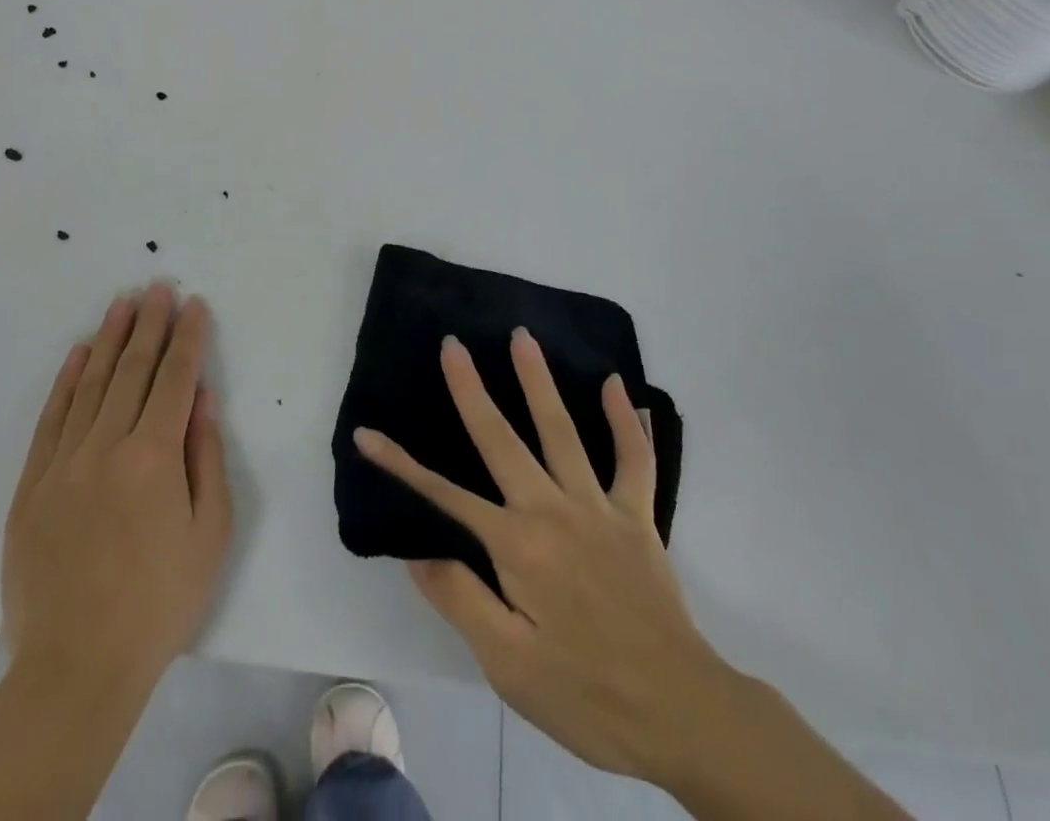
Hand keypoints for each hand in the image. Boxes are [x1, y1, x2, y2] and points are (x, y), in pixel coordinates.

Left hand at [1, 283, 232, 694]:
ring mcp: (64, 463)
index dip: (188, 337)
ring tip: (124, 303)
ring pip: (92, 384)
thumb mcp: (210, 532)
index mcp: (154, 456)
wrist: (77, 667)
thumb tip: (202, 398)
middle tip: (159, 287)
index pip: (176, 378)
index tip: (194, 304)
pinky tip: (80, 353)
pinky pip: (52, 418)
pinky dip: (67, 380)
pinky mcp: (32, 485)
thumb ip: (206, 457)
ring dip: (110, 339)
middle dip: (150, 324)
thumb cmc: (159, 601)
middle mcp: (107, 446)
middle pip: (133, 370)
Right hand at [353, 330, 731, 786]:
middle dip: (471, 389)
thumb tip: (418, 551)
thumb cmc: (585, 693)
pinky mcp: (638, 515)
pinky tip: (617, 385)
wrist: (681, 712)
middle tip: (453, 344)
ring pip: (563, 430)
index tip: (368, 433)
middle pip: (502, 439)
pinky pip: (634, 459)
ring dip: (539, 381)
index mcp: (516, 546)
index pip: (445, 495)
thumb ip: (461, 600)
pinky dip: (626, 421)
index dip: (401, 464)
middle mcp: (552, 510)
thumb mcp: (508, 664)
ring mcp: (599, 506)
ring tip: (522, 337)